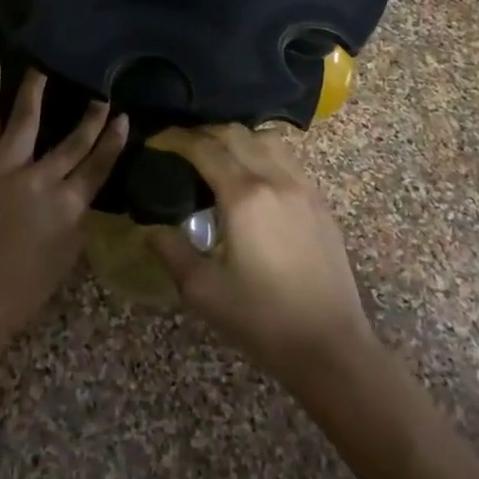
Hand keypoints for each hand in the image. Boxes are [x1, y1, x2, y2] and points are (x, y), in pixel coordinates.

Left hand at [0, 58, 128, 349]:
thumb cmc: (16, 296)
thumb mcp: (62, 262)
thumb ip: (74, 223)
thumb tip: (79, 197)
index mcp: (68, 209)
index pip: (99, 167)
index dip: (113, 142)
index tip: (124, 119)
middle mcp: (42, 182)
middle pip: (73, 142)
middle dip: (91, 117)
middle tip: (102, 94)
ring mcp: (7, 170)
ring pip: (28, 119)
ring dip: (38, 89)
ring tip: (46, 64)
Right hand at [149, 125, 376, 387]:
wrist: (329, 346)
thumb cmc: (262, 319)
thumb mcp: (203, 290)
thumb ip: (171, 250)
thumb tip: (149, 227)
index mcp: (244, 196)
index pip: (204, 148)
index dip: (176, 139)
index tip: (156, 141)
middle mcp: (275, 179)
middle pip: (235, 134)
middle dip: (202, 132)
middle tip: (179, 146)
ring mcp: (303, 187)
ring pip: (266, 139)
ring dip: (236, 138)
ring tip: (216, 155)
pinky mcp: (320, 202)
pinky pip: (287, 158)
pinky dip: (262, 152)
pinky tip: (251, 176)